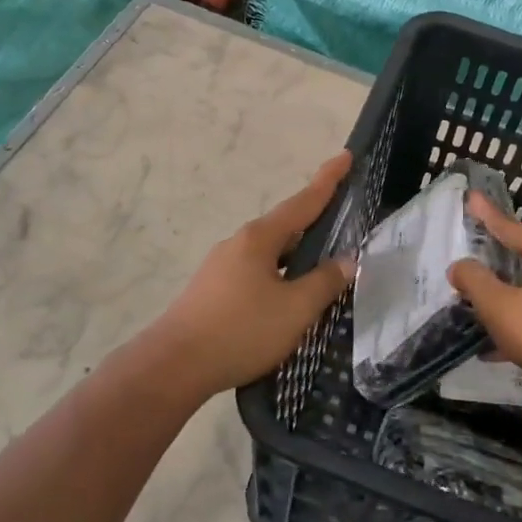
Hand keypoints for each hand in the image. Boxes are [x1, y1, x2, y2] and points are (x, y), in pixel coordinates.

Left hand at [151, 151, 354, 395]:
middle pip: (286, 226)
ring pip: (270, 253)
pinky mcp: (213, 290)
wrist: (174, 366)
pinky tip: (287, 298)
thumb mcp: (295, 309)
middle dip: (314, 223)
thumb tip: (347, 260)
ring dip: (296, 255)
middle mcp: (239, 243)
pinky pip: (257, 272)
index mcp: (260, 238)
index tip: (346, 156)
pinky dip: (279, 275)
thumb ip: (324, 282)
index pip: (304, 201)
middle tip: (343, 223)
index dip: (328, 180)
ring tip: (322, 269)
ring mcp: (222, 266)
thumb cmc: (240, 331)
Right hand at [447, 192, 521, 397]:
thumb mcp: (497, 303)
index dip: (489, 216)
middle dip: (497, 259)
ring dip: (504, 296)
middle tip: (475, 250)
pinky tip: (492, 349)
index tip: (472, 198)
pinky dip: (516, 324)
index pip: (514, 228)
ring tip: (476, 302)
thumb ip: (474, 280)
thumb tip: (459, 266)